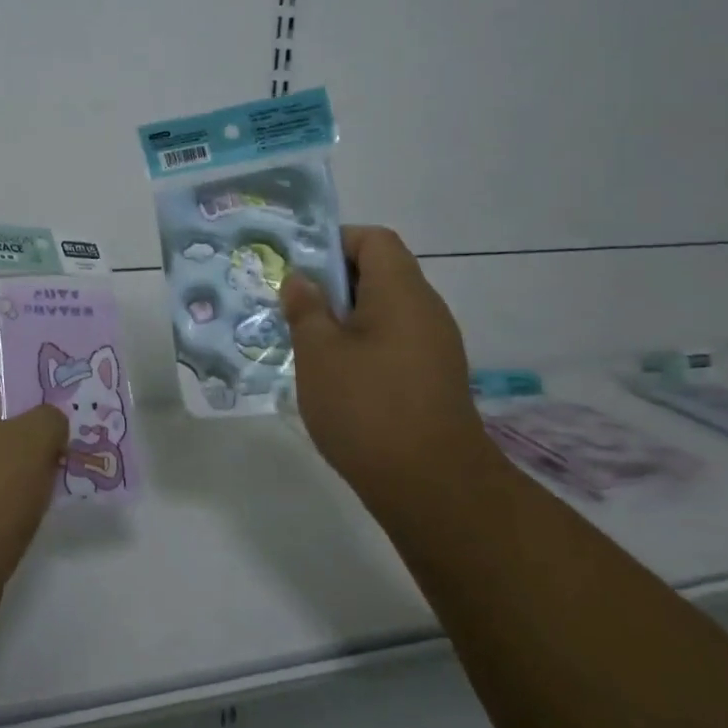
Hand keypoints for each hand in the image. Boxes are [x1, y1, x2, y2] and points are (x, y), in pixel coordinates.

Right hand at [281, 226, 483, 497]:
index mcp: (401, 292)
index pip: (374, 240)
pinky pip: (393, 341)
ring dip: (344, 317)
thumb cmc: (368, 408)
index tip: (299, 267)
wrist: (434, 488)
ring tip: (306, 340)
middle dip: (332, 283)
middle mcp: (425, 310)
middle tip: (292, 304)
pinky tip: (334, 375)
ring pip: (384, 311)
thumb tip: (300, 280)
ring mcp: (435, 347)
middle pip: (379, 273)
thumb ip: (306, 308)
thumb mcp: (319, 353)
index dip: (335, 241)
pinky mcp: (433, 379)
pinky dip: (362, 344)